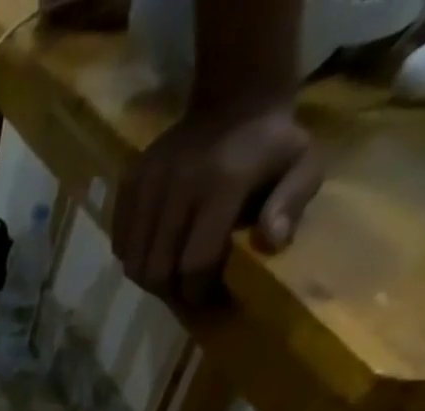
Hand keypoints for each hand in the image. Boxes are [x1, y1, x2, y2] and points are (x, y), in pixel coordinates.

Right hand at [112, 102, 320, 302]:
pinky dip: (134, 257)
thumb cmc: (272, 143)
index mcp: (222, 184)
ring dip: (150, 278)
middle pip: (156, 269)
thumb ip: (292, 203)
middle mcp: (177, 185)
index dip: (199, 291)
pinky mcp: (129, 184)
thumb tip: (272, 244)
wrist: (235, 97)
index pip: (195, 262)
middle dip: (170, 291)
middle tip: (186, 293)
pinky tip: (155, 252)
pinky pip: (121, 242)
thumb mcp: (304, 164)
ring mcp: (148, 184)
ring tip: (170, 276)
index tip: (209, 300)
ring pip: (133, 261)